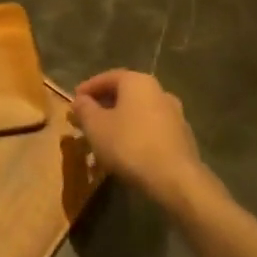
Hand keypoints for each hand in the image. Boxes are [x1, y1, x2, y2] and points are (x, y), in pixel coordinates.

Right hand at [70, 70, 207, 208]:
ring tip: (104, 136)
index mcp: (138, 82)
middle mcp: (159, 91)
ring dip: (120, 120)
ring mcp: (175, 114)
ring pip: (139, 111)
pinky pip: (151, 128)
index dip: (88, 88)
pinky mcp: (182, 136)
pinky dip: (136, 132)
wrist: (175, 179)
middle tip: (86, 118)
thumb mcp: (95, 126)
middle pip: (125, 93)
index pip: (108, 77)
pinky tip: (126, 149)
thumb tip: (80, 100)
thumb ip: (84, 109)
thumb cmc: (129, 145)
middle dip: (104, 104)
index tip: (74, 100)